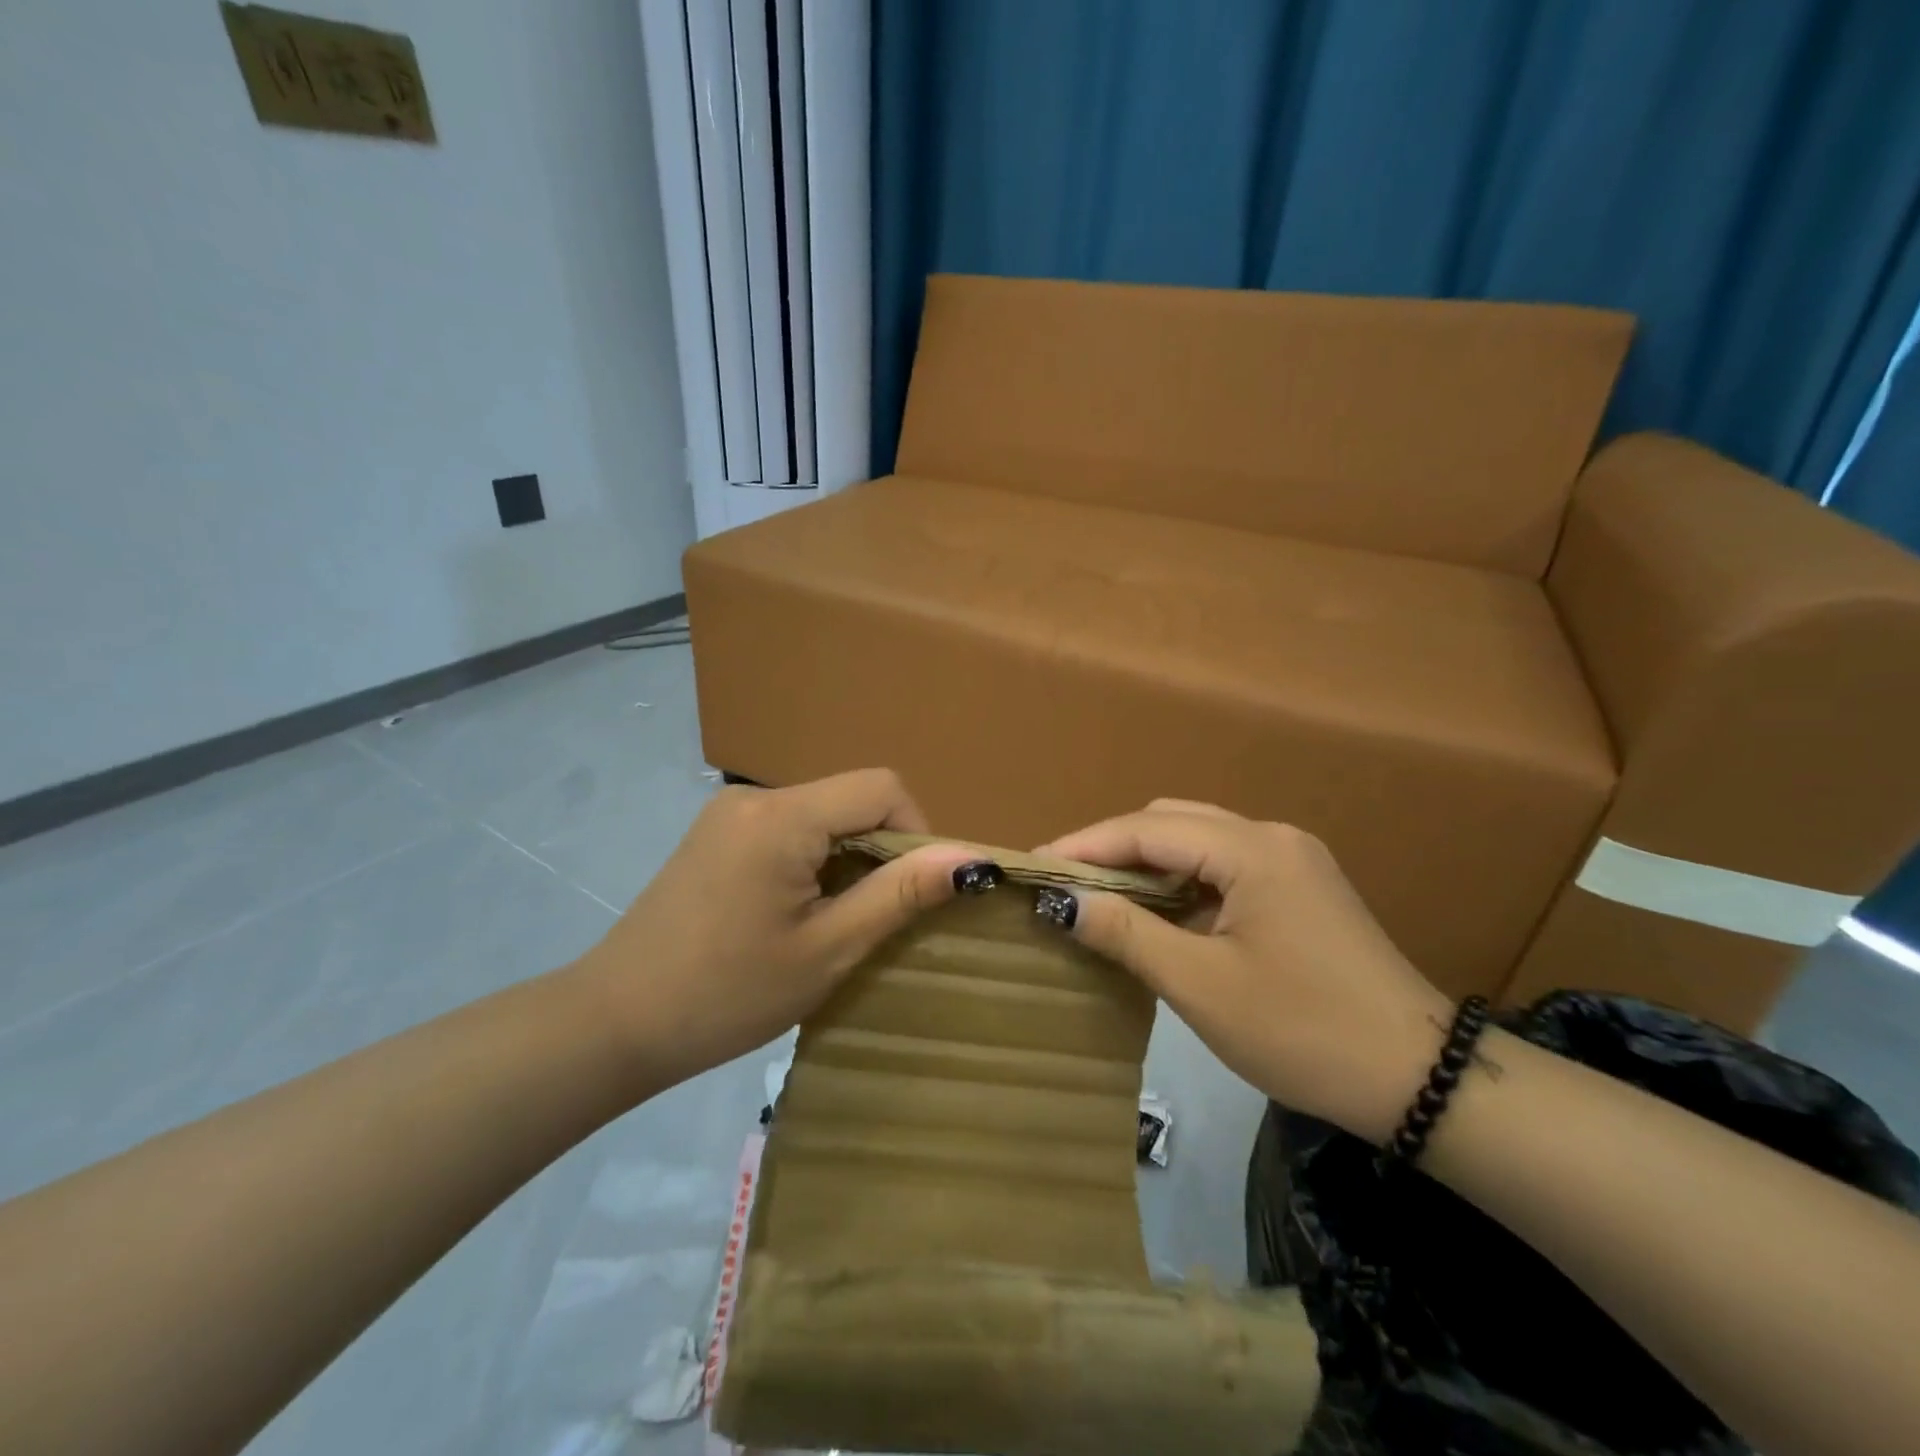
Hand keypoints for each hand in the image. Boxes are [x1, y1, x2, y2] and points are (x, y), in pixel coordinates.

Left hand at [577, 770, 977, 1091]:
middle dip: (881, 851)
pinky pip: (790, 829)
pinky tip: (795, 913)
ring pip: (823, 815)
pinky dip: (814, 861)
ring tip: (833, 923)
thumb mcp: (828, 949)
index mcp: (783, 816)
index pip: (882, 787)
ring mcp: (729, 813)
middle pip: (851, 799)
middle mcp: (755, 797)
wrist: (613, 1024)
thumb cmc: (728, 994)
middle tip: (874, 919)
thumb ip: (900, 894)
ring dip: (848, 859)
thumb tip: (971, 858)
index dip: (916, 832)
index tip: (910, 894)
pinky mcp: (716, 834)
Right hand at [1040, 800, 1451, 1142]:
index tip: (1033, 866)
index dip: (1085, 844)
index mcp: (1252, 850)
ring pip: (1197, 842)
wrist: (1420, 1082)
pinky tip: (1156, 913)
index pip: (1147, 829)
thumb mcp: (1201, 985)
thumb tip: (1062, 901)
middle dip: (1112, 847)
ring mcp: (1292, 861)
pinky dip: (1180, 882)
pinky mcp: (1300, 888)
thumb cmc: (1302, 1031)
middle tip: (1064, 884)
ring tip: (1098, 897)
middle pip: (1172, 823)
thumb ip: (1126, 932)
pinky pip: (1222, 867)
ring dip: (1146, 864)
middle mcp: (1272, 838)